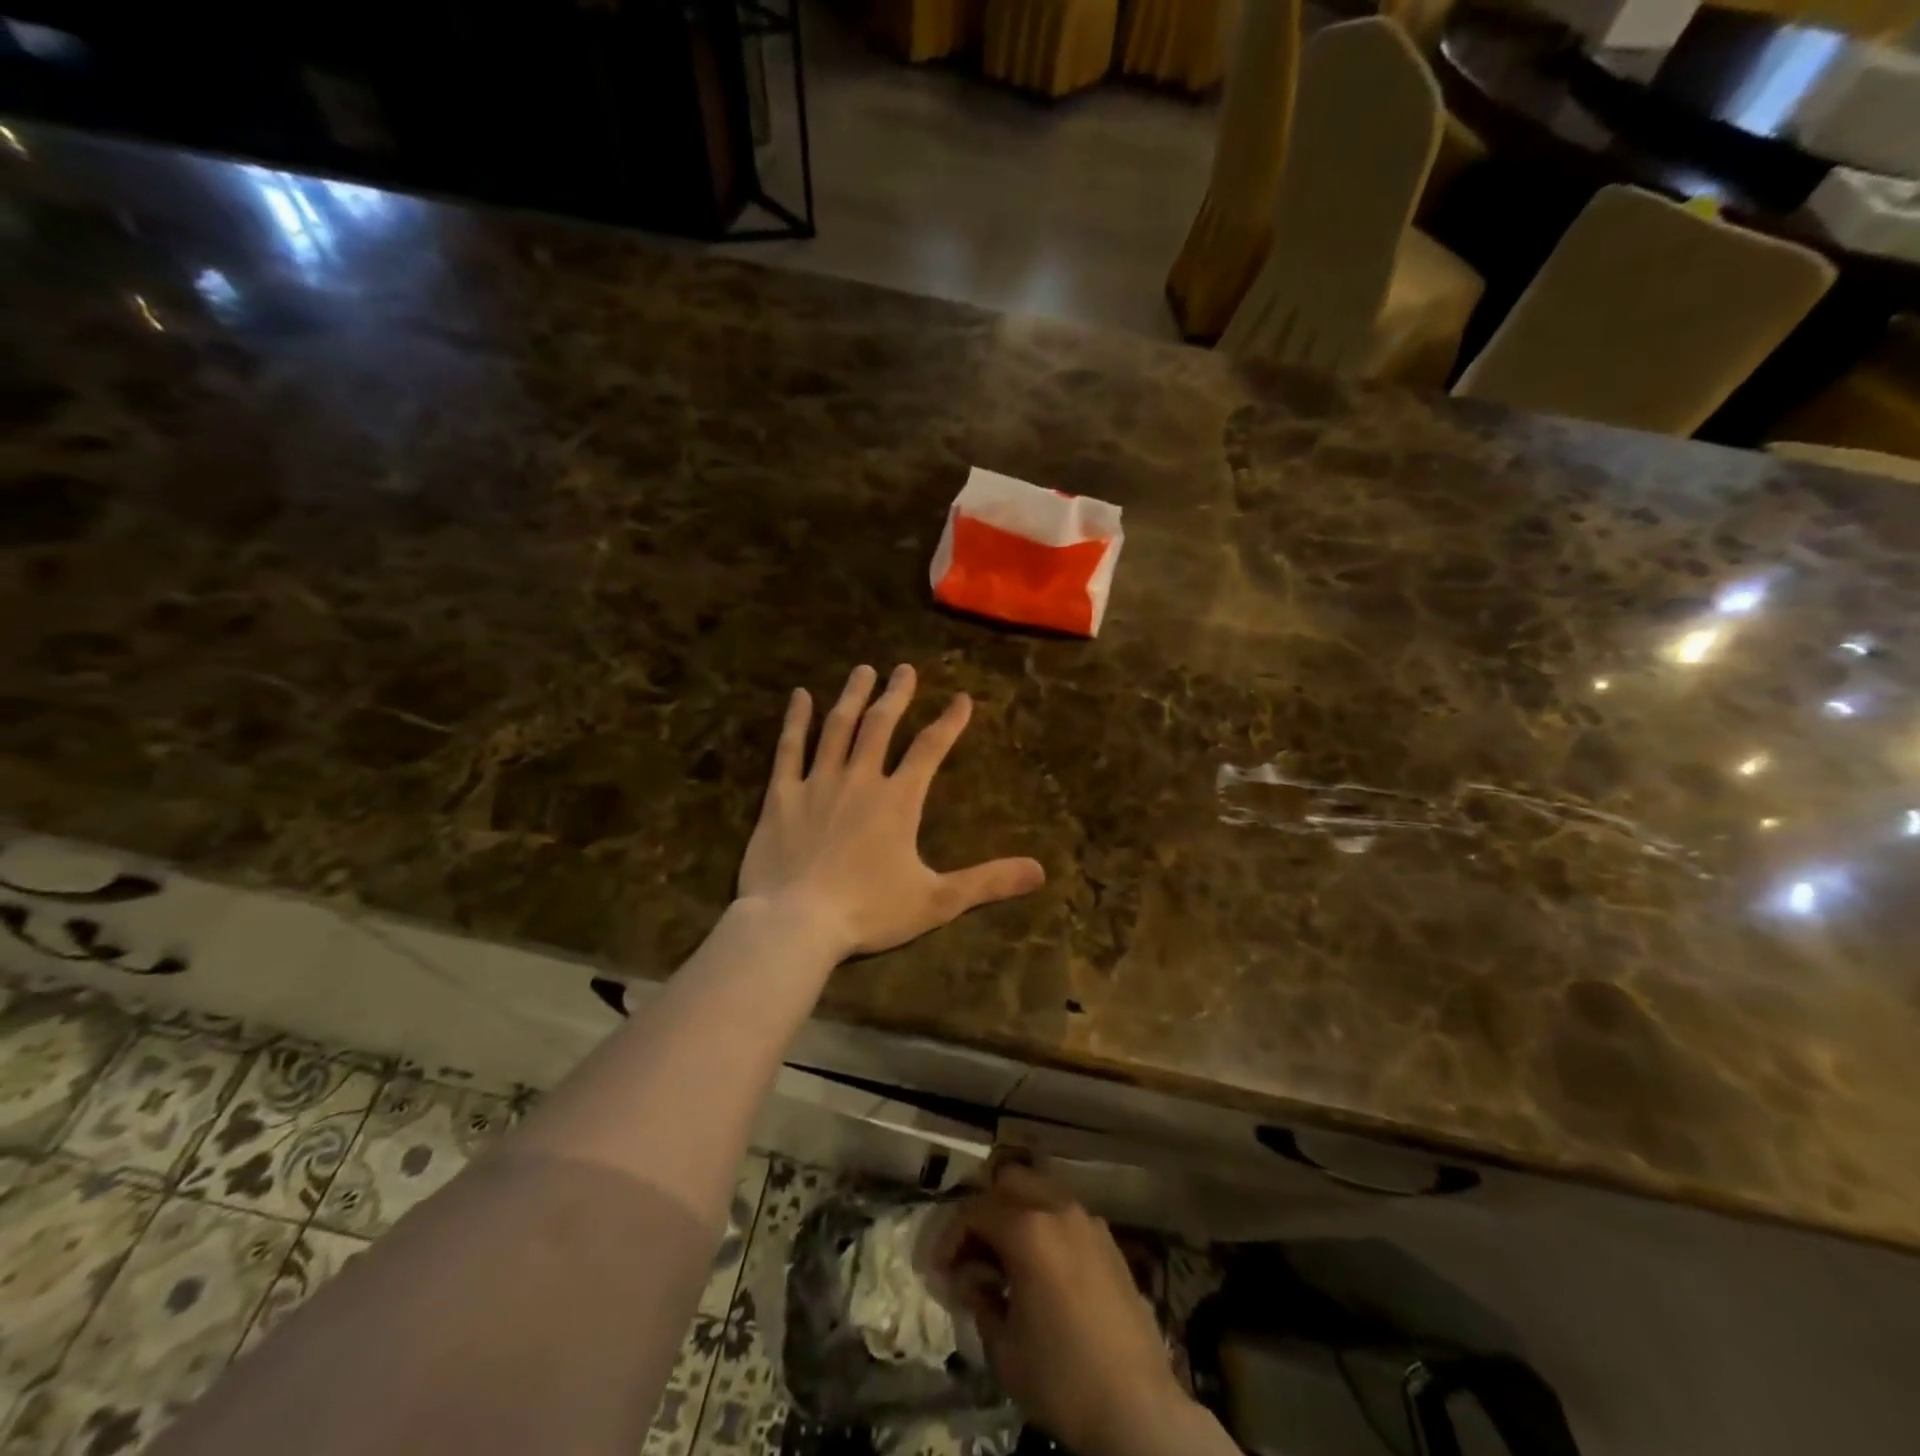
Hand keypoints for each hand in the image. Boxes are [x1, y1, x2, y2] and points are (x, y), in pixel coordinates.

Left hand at [737, 664, 1045, 961]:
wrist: (796, 922)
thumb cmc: (868, 911)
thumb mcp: (936, 901)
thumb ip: (987, 882)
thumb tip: (1040, 871)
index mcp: (898, 800)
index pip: (930, 749)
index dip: (949, 722)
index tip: (962, 698)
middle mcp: (859, 779)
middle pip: (880, 725)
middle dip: (896, 695)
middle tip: (904, 669)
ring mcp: (817, 782)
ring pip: (838, 727)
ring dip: (852, 696)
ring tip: (863, 670)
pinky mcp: (781, 795)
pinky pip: (789, 748)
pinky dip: (795, 720)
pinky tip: (799, 697)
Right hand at [937, 1164, 1200, 1455]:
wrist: (1138, 1408)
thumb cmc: (1062, 1378)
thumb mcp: (1004, 1348)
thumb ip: (981, 1300)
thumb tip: (970, 1279)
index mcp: (1028, 1229)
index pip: (976, 1211)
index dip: (950, 1236)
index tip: (939, 1268)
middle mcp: (1058, 1209)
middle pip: (1009, 1181)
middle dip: (984, 1209)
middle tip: (972, 1251)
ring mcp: (1088, 1221)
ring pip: (1041, 1191)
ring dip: (1016, 1212)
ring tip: (1005, 1256)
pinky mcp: (1109, 1241)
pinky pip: (1066, 1214)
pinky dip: (1045, 1225)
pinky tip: (1041, 1267)